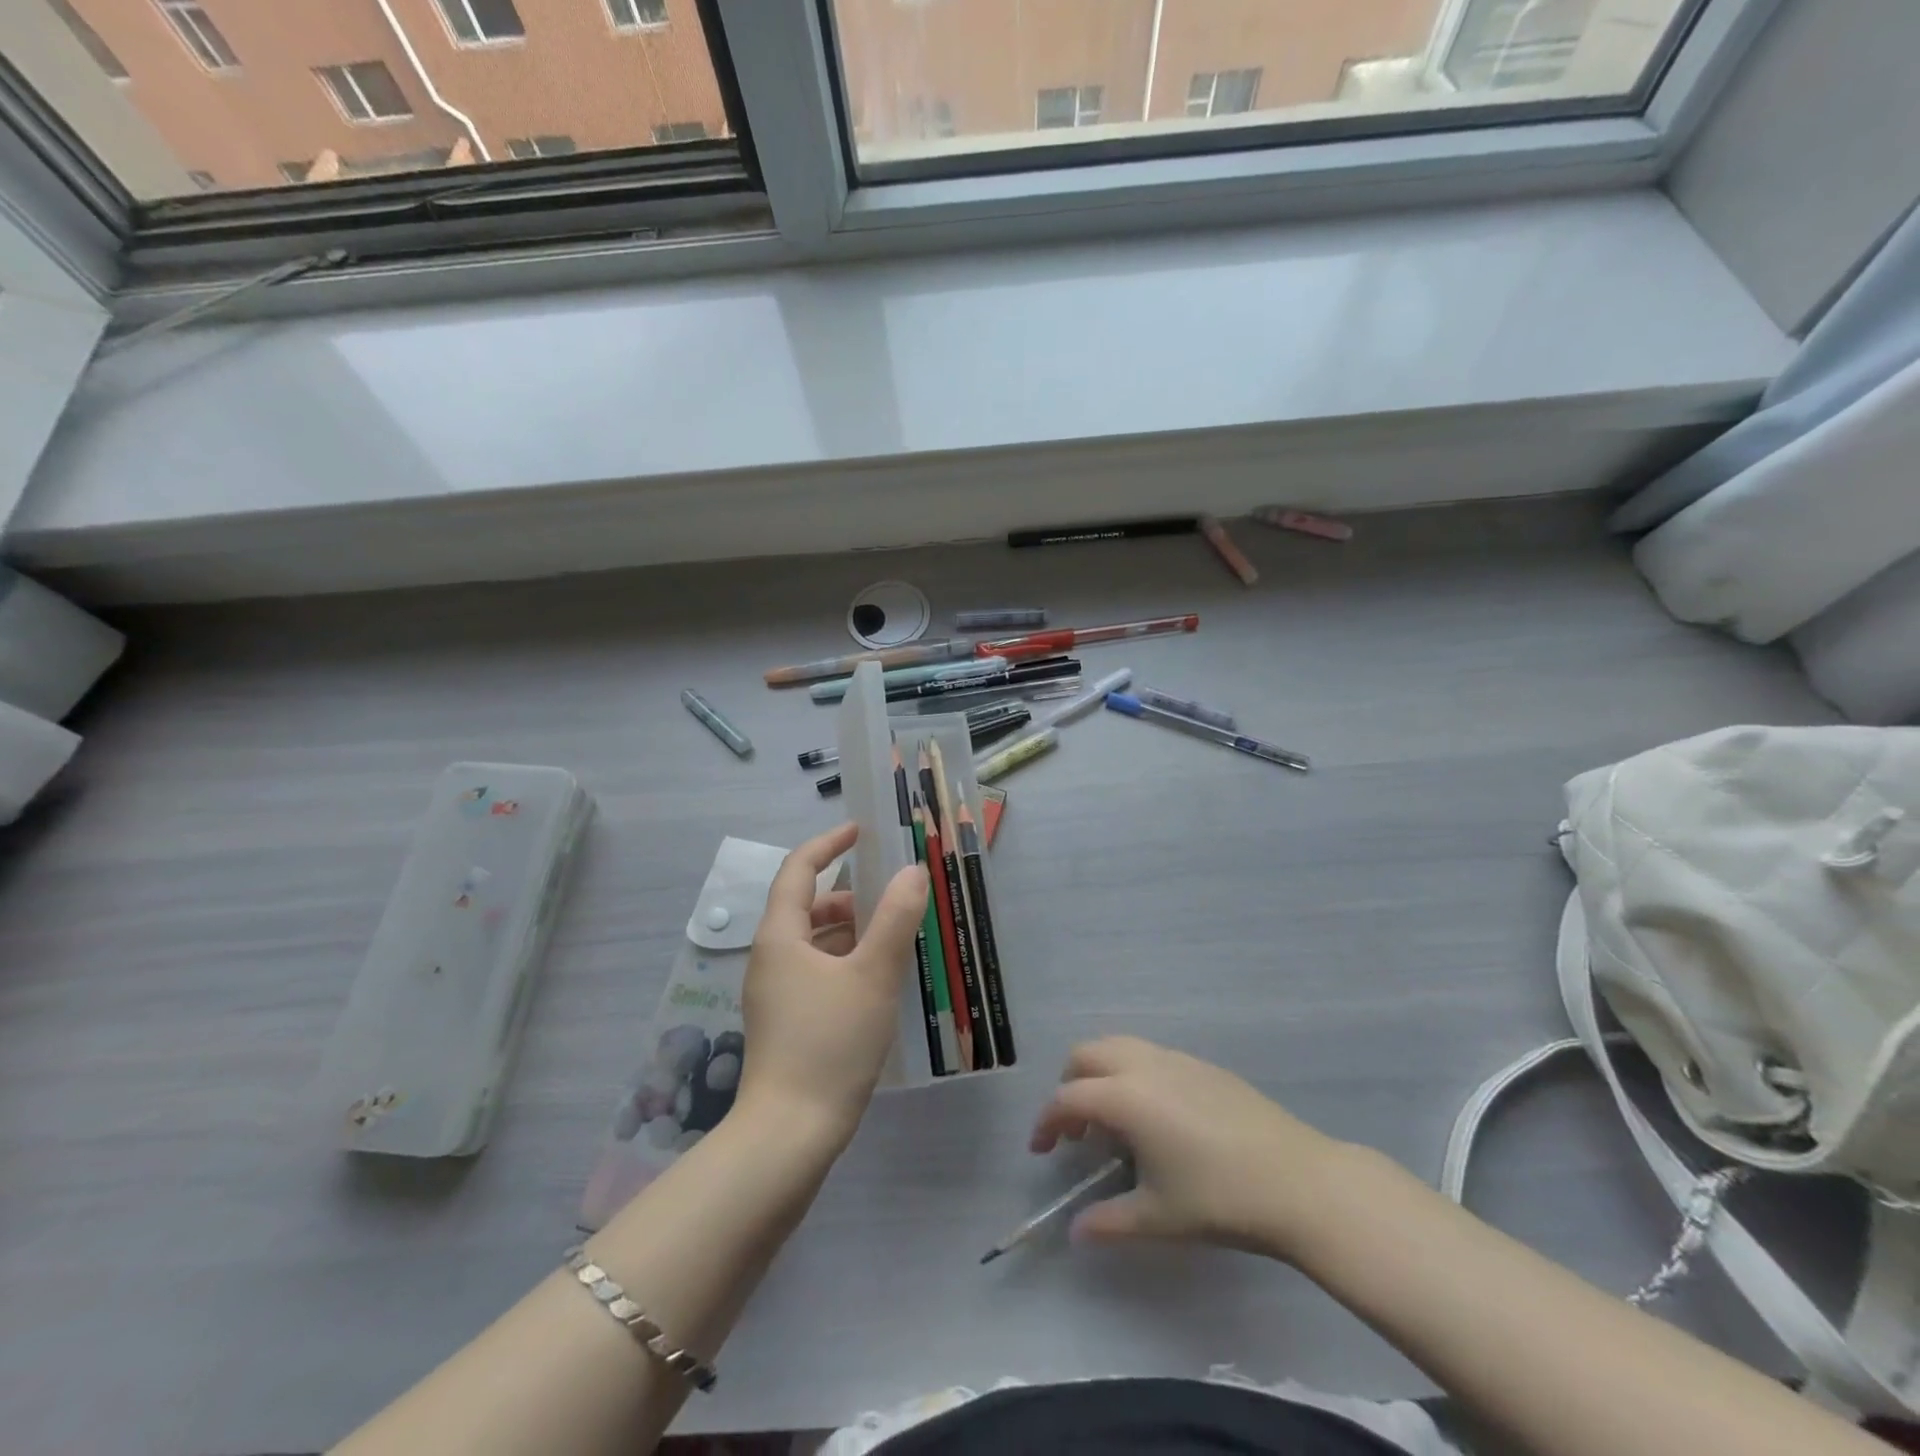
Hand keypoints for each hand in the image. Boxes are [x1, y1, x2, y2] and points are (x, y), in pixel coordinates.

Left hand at [737, 823, 927, 1145]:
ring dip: (853, 930)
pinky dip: (847, 961)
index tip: (861, 831)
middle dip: (851, 894)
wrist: (789, 1136)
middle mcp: (771, 957)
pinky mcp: (786, 1022)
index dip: (829, 844)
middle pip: (808, 906)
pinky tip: (879, 979)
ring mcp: (776, 993)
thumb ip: (895, 918)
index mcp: (780, 936)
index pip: (799, 869)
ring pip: (815, 942)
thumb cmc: (829, 1044)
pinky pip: (818, 972)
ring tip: (896, 935)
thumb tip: (912, 872)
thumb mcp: (872, 975)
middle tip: (895, 893)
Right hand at [1030, 1036, 1348, 1259]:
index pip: (1067, 1098)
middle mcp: (1143, 1065)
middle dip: (1069, 1085)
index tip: (1041, 1150)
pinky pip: (1150, 1054)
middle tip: (1075, 1130)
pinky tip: (1155, 1116)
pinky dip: (1132, 1072)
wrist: (1298, 1181)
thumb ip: (1108, 1221)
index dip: (1046, 1122)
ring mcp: (1175, 1059)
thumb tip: (1076, 1231)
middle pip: (1086, 1054)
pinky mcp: (1202, 1064)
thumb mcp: (1158, 1217)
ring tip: (1112, 1120)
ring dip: (1100, 1073)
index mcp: (1124, 1096)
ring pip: (1119, 1046)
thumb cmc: (1219, 1199)